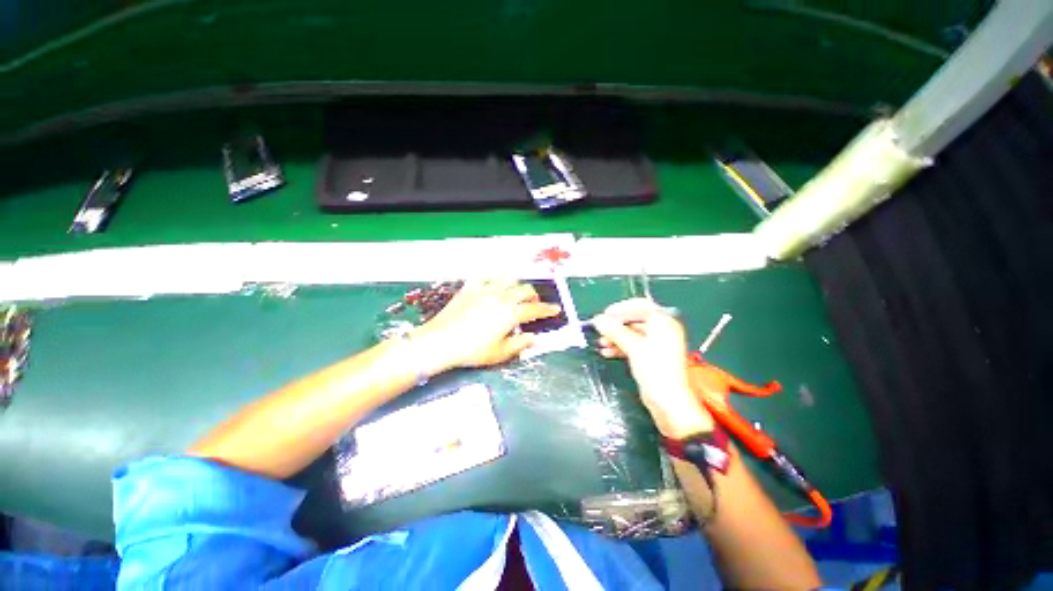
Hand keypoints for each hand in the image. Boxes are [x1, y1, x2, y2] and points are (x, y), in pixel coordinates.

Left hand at [415, 278, 561, 370]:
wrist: (440, 342)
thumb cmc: (472, 351)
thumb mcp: (500, 353)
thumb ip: (520, 344)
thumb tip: (535, 339)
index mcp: (511, 314)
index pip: (535, 309)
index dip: (548, 309)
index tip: (556, 309)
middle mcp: (501, 297)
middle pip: (525, 290)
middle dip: (533, 296)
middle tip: (533, 305)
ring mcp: (485, 290)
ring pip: (509, 279)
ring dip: (516, 286)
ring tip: (514, 295)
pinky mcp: (471, 288)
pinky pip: (487, 277)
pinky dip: (495, 280)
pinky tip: (494, 287)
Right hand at [592, 299, 712, 437]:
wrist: (668, 402)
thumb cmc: (655, 370)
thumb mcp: (634, 347)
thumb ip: (615, 331)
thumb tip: (598, 319)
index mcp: (663, 322)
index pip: (640, 306)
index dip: (621, 308)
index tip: (605, 315)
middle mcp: (661, 330)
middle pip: (634, 319)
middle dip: (616, 325)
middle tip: (600, 329)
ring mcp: (656, 343)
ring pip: (631, 333)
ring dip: (615, 336)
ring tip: (601, 343)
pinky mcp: (650, 356)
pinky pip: (632, 345)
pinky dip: (620, 346)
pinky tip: (607, 352)